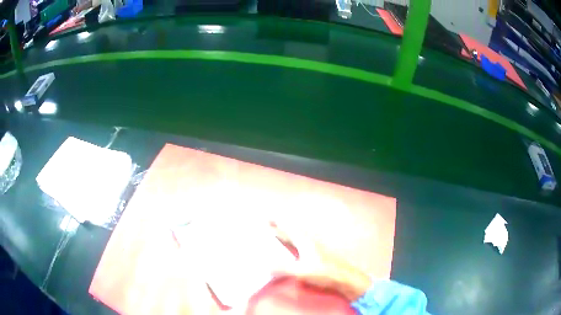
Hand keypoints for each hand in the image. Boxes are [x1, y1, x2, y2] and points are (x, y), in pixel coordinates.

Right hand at [271, 222, 370, 300]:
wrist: (344, 277)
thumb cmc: (325, 273)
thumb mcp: (302, 271)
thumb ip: (283, 268)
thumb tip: (266, 265)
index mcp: (304, 242)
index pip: (288, 228)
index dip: (277, 222)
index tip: (266, 217)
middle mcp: (308, 242)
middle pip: (291, 232)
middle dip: (278, 228)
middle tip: (266, 225)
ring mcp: (313, 249)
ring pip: (295, 239)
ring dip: (284, 235)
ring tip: (275, 235)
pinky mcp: (315, 256)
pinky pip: (298, 246)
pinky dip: (290, 244)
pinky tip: (289, 250)